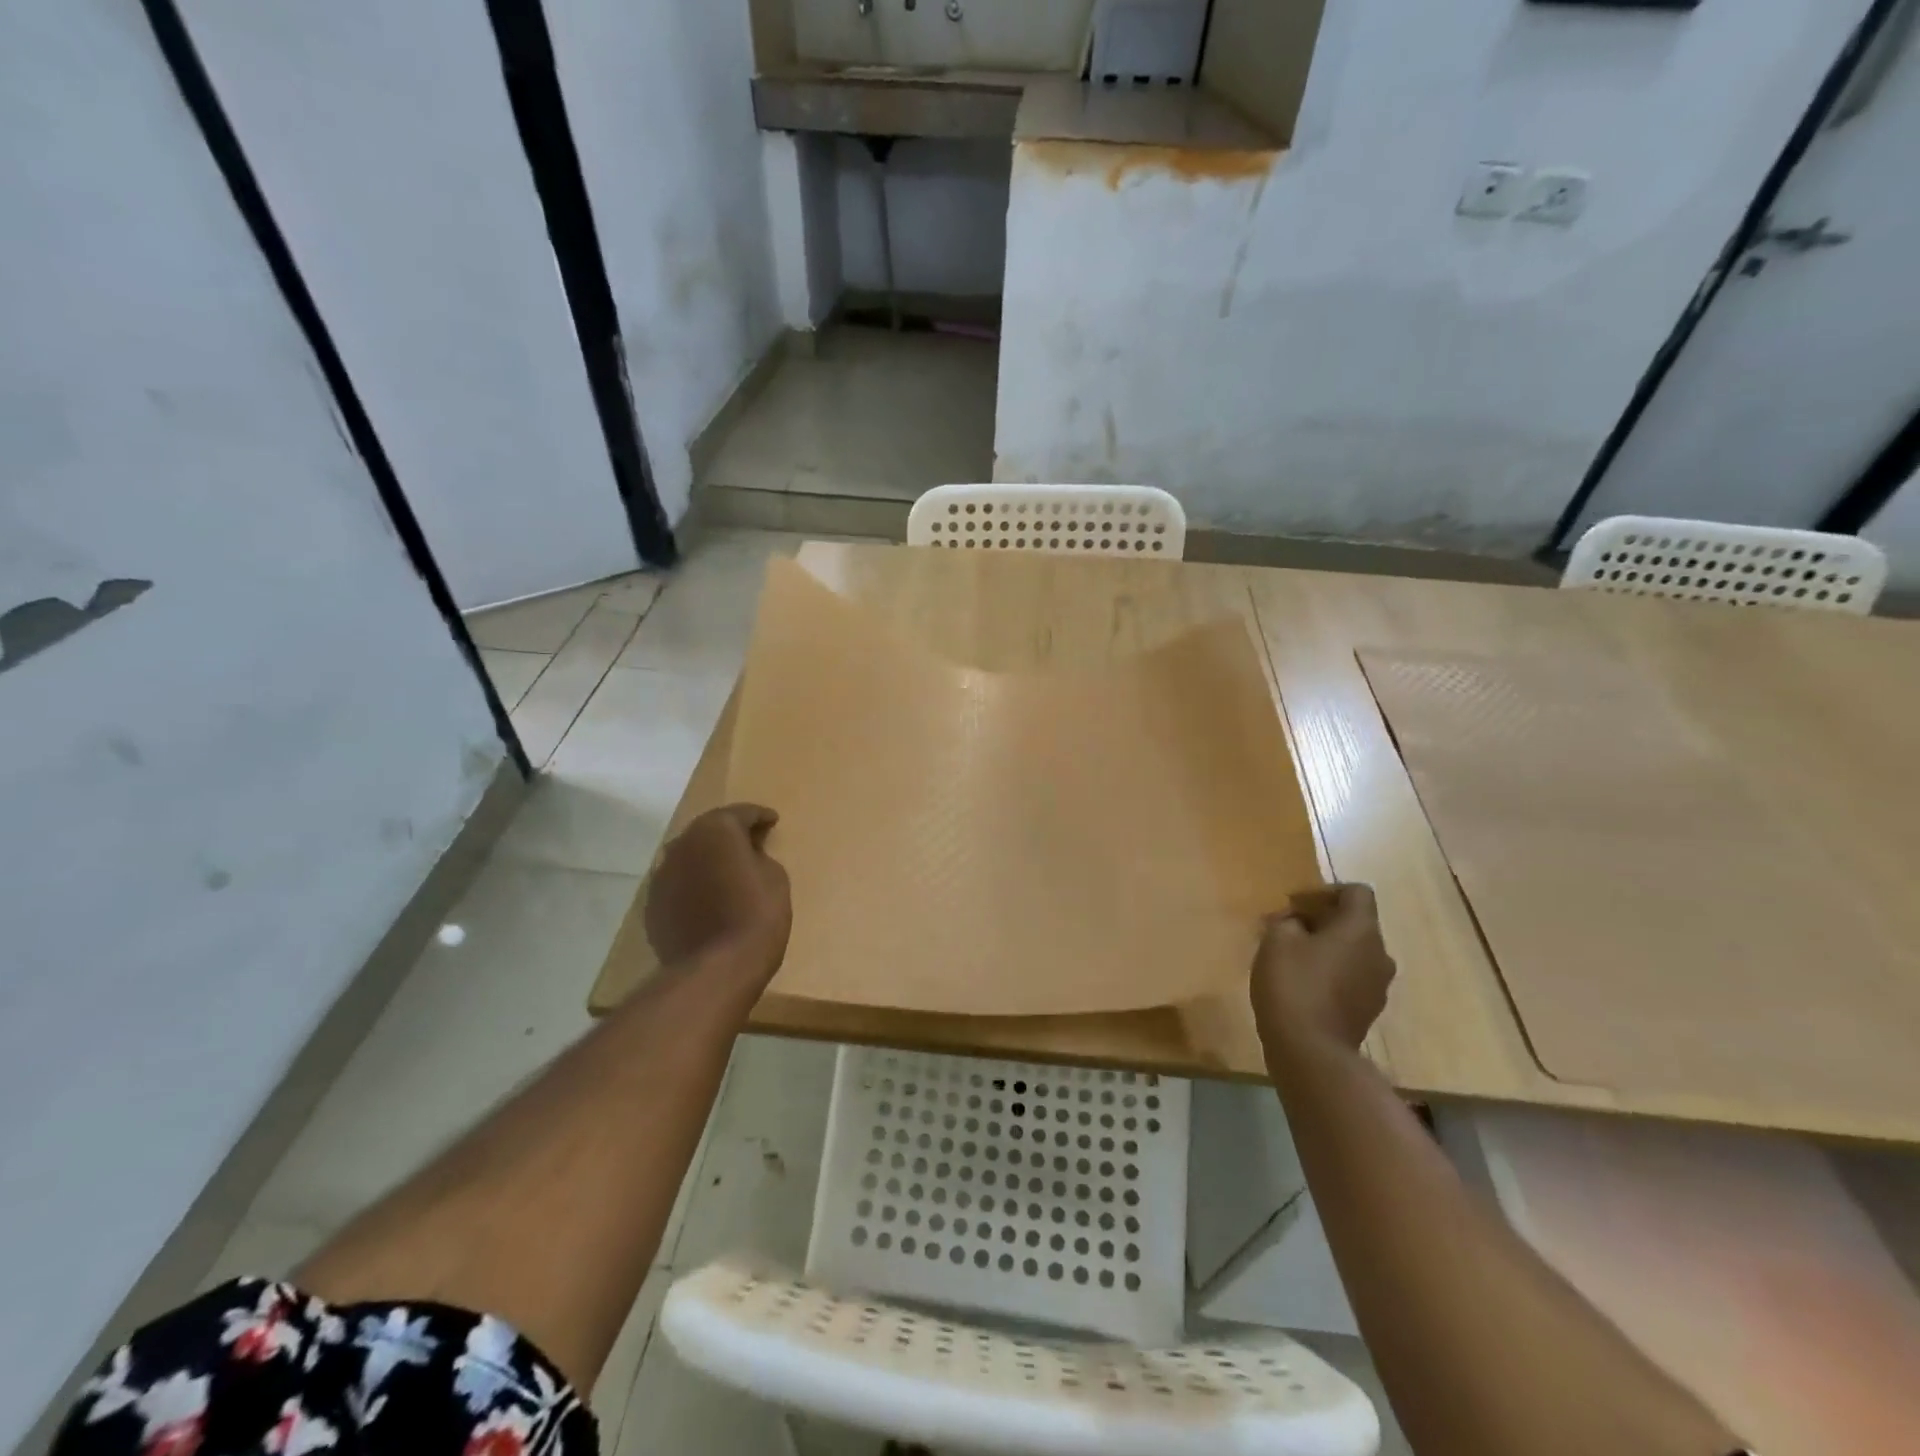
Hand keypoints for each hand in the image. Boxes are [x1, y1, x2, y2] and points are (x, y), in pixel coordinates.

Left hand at [645, 804, 791, 970]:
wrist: (715, 969)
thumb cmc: (756, 916)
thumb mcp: (775, 877)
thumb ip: (758, 857)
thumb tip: (747, 856)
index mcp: (715, 830)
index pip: (742, 813)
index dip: (760, 817)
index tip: (772, 821)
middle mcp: (682, 844)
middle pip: (709, 831)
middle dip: (730, 836)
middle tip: (751, 843)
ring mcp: (662, 875)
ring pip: (689, 857)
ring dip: (708, 860)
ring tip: (727, 872)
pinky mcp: (652, 905)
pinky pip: (679, 884)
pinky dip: (694, 885)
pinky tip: (708, 899)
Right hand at [1250, 883, 1394, 1058]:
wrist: (1310, 1050)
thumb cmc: (1293, 984)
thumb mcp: (1276, 939)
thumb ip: (1288, 920)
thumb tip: (1298, 921)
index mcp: (1361, 929)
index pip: (1356, 892)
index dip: (1326, 891)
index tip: (1296, 905)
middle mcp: (1379, 953)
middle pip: (1355, 923)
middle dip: (1321, 921)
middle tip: (1285, 930)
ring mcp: (1378, 985)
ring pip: (1353, 952)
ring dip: (1326, 948)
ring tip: (1291, 959)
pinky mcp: (1368, 1010)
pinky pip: (1351, 977)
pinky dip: (1331, 973)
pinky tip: (1302, 985)